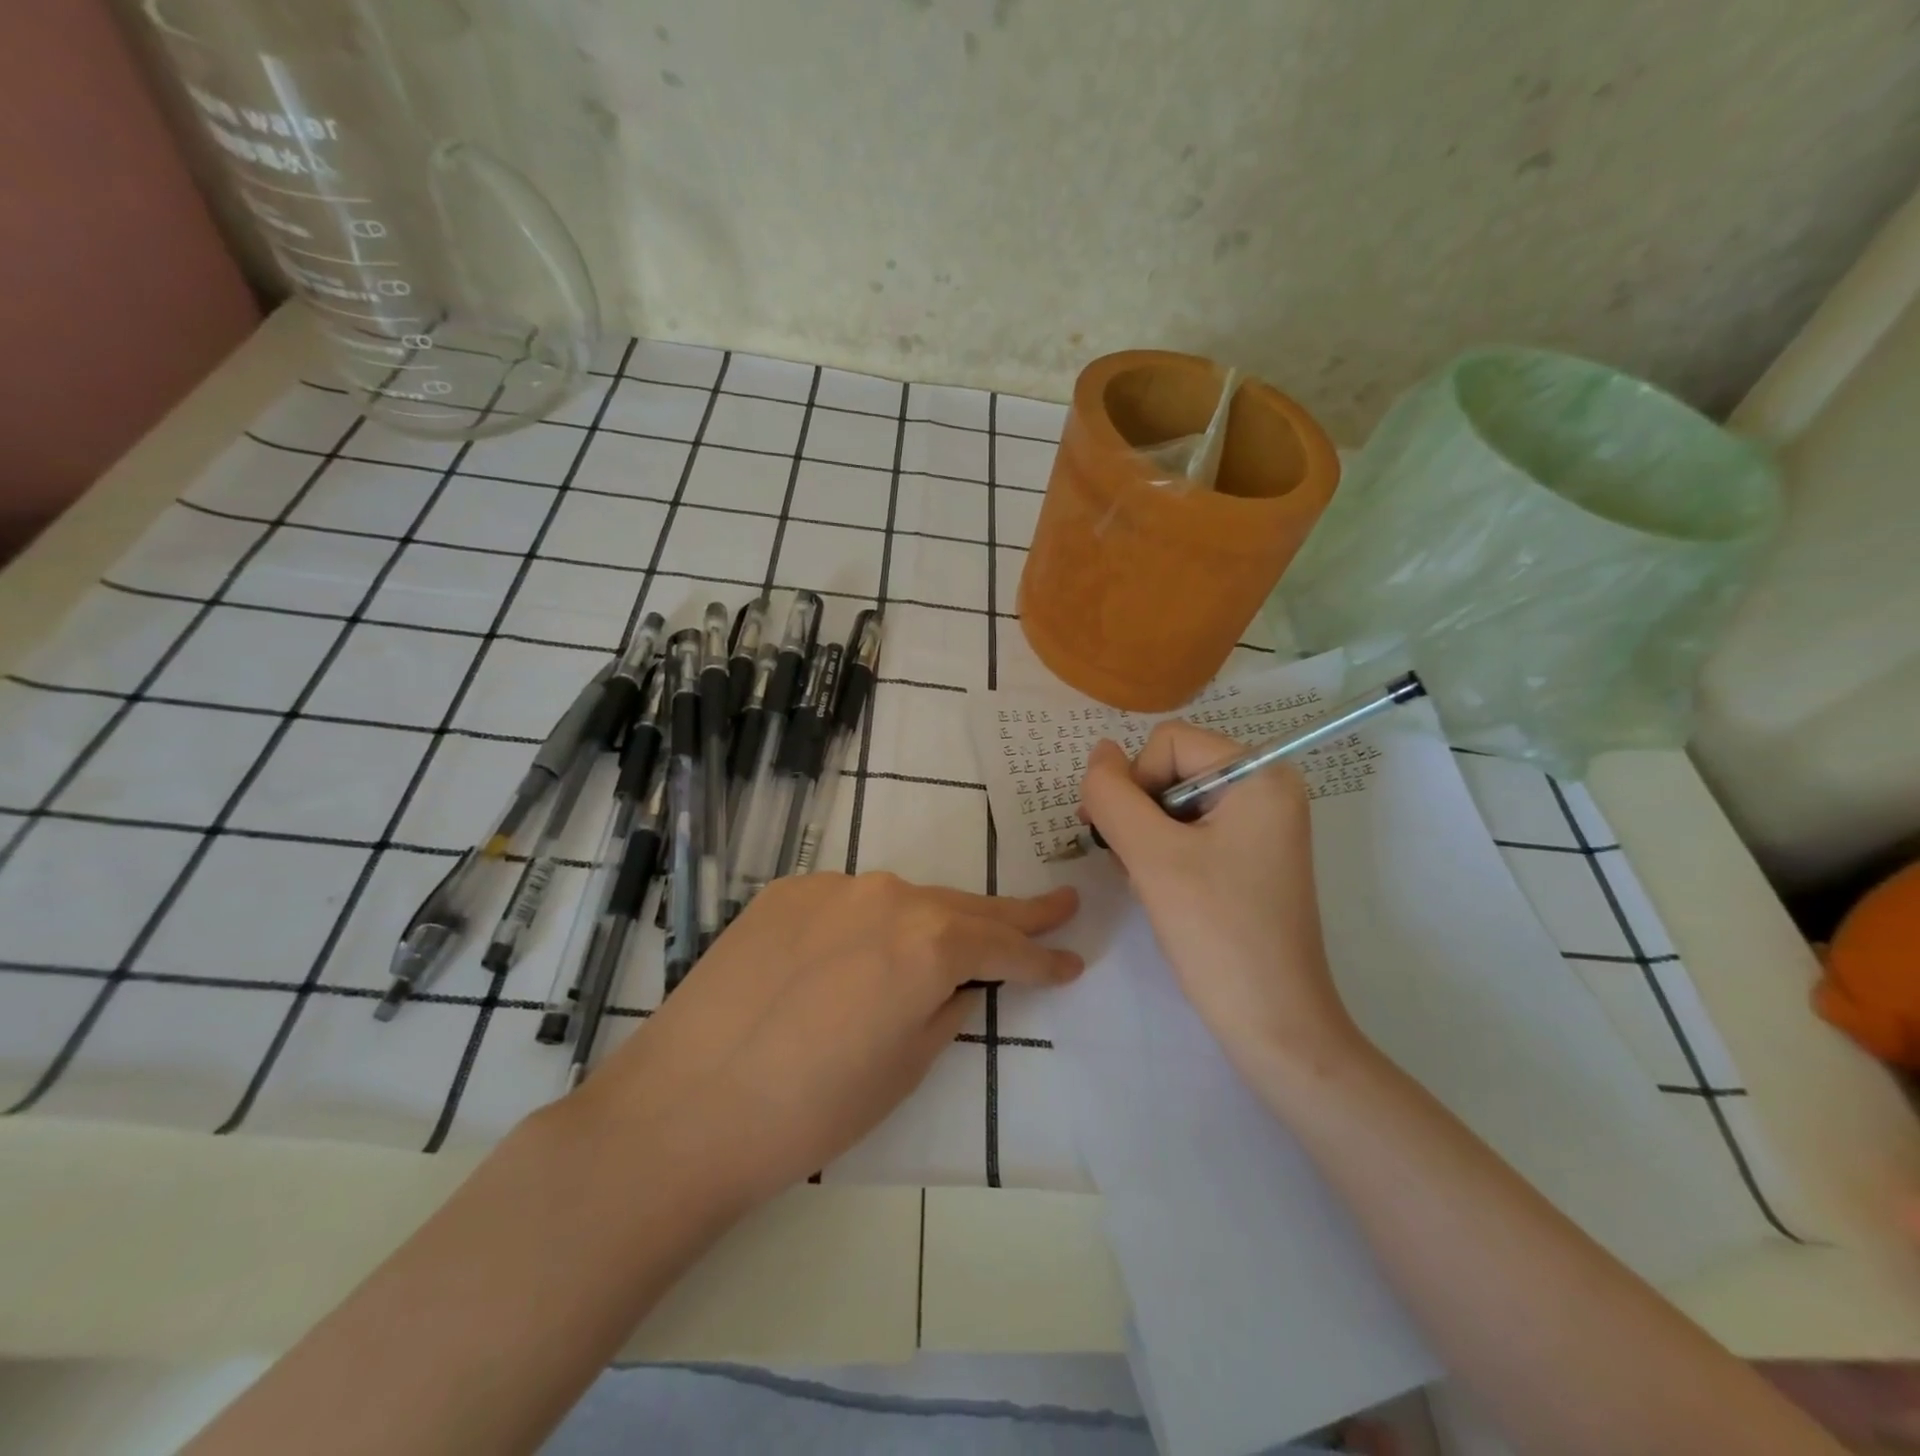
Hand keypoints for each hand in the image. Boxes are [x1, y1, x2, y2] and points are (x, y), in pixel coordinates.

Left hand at [572, 874, 1081, 1212]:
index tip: (1074, 959)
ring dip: (934, 921)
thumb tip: (961, 982)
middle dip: (1013, 915)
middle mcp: (889, 895)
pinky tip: (857, 953)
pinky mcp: (786, 891)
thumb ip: (948, 1008)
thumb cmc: (811, 1109)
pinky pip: (849, 903)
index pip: (1005, 946)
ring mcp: (833, 886)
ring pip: (905, 900)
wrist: (685, 1106)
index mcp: (929, 942)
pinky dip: (870, 923)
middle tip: (1059, 906)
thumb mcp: (906, 1068)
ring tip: (958, 936)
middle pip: (963, 906)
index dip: (1043, 958)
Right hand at [1078, 724, 1361, 1080]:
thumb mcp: (1152, 856)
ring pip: (1175, 802)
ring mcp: (1262, 824)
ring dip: (1147, 836)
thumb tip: (1098, 752)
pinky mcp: (1252, 856)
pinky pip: (1192, 830)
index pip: (1168, 742)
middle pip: (1173, 768)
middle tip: (1134, 864)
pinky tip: (1163, 891)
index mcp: (1260, 774)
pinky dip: (1164, 853)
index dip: (1134, 782)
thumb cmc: (1217, 933)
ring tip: (1150, 883)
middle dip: (1140, 813)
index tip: (1125, 839)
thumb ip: (1113, 795)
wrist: (1274, 1023)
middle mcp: (1268, 788)